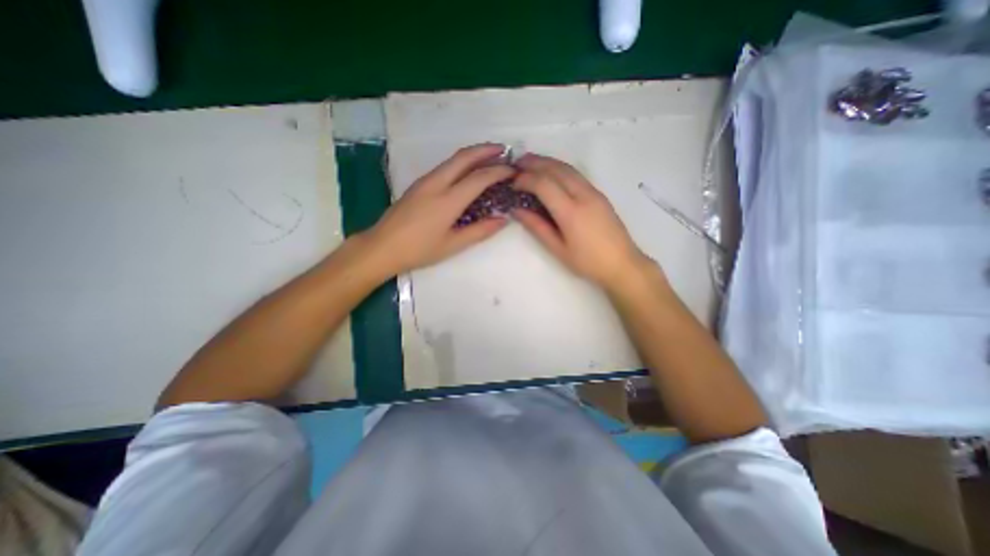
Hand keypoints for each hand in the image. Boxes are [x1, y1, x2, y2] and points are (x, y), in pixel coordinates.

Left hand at [366, 142, 519, 272]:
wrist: (382, 247)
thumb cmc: (419, 250)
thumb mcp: (453, 245)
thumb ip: (480, 231)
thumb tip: (503, 219)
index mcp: (448, 200)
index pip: (479, 178)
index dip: (498, 171)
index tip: (513, 171)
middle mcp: (436, 183)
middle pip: (464, 157)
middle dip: (486, 150)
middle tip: (504, 151)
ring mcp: (425, 181)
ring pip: (452, 160)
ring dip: (473, 154)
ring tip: (490, 157)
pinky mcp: (418, 184)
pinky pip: (444, 167)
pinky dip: (461, 163)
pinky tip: (467, 172)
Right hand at [510, 152, 651, 290]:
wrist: (622, 263)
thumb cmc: (588, 262)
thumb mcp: (558, 249)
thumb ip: (537, 227)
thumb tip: (517, 210)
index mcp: (571, 212)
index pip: (544, 184)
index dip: (525, 180)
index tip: (512, 184)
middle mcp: (583, 195)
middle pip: (556, 169)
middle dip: (535, 162)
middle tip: (516, 163)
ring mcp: (594, 192)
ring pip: (568, 168)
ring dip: (548, 162)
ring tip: (530, 162)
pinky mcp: (599, 194)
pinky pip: (576, 174)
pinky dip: (560, 168)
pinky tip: (551, 173)